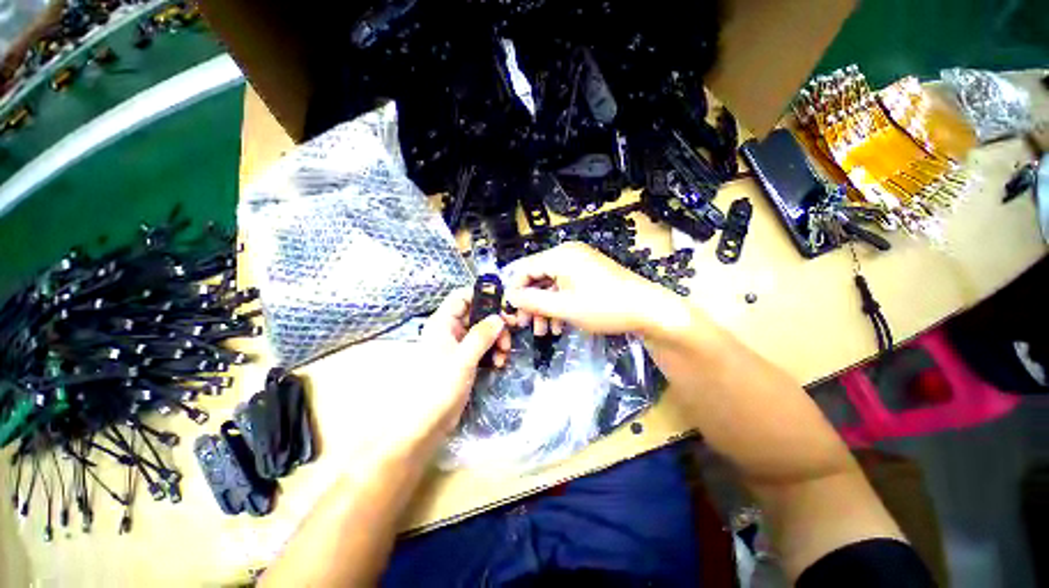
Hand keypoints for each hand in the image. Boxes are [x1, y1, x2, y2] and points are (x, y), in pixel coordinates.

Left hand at [410, 288, 510, 440]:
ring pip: (483, 332)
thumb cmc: (438, 388)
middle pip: (477, 314)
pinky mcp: (464, 361)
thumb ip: (481, 336)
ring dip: (497, 339)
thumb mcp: (462, 359)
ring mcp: (458, 346)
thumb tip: (499, 318)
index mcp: (443, 323)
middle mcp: (450, 330)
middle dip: (495, 323)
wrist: (423, 424)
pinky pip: (483, 348)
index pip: (462, 297)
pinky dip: (493, 352)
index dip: (482, 296)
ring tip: (504, 355)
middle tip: (511, 333)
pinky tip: (499, 363)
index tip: (503, 305)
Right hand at [503, 243, 686, 337]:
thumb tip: (509, 295)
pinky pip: (565, 287)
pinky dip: (559, 304)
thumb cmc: (604, 307)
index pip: (524, 269)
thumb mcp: (563, 307)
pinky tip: (559, 325)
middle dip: (531, 303)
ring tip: (543, 331)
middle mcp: (568, 255)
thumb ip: (532, 301)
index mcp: (560, 256)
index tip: (512, 314)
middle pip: (537, 277)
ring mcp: (580, 264)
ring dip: (545, 308)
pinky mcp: (588, 274)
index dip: (515, 291)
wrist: (647, 310)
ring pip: (551, 285)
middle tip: (526, 326)